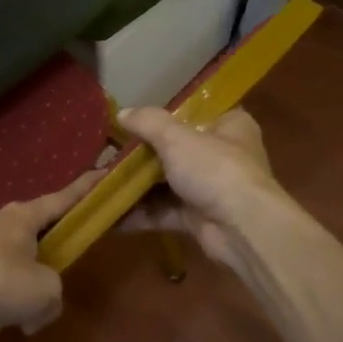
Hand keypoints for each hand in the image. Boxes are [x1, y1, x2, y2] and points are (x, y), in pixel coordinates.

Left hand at [0, 170, 103, 334]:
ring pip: (9, 259)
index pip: (63, 198)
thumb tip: (39, 310)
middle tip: (58, 266)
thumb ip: (54, 297)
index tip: (101, 174)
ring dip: (20, 282)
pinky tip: (0, 322)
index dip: (85, 189)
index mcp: (23, 216)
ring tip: (26, 313)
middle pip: (33, 230)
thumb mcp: (45, 292)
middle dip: (47, 249)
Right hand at [117, 107, 282, 267]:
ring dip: (136, 186)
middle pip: (177, 150)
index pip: (198, 112)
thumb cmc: (215, 168)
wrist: (241, 228)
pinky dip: (139, 213)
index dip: (169, 114)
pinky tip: (109, 213)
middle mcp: (223, 155)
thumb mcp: (177, 137)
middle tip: (109, 152)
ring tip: (101, 182)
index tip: (137, 117)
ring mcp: (211, 189)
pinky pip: (163, 212)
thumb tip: (122, 113)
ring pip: (167, 183)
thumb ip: (148, 122)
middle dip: (143, 155)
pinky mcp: (198, 218)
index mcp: (230, 126)